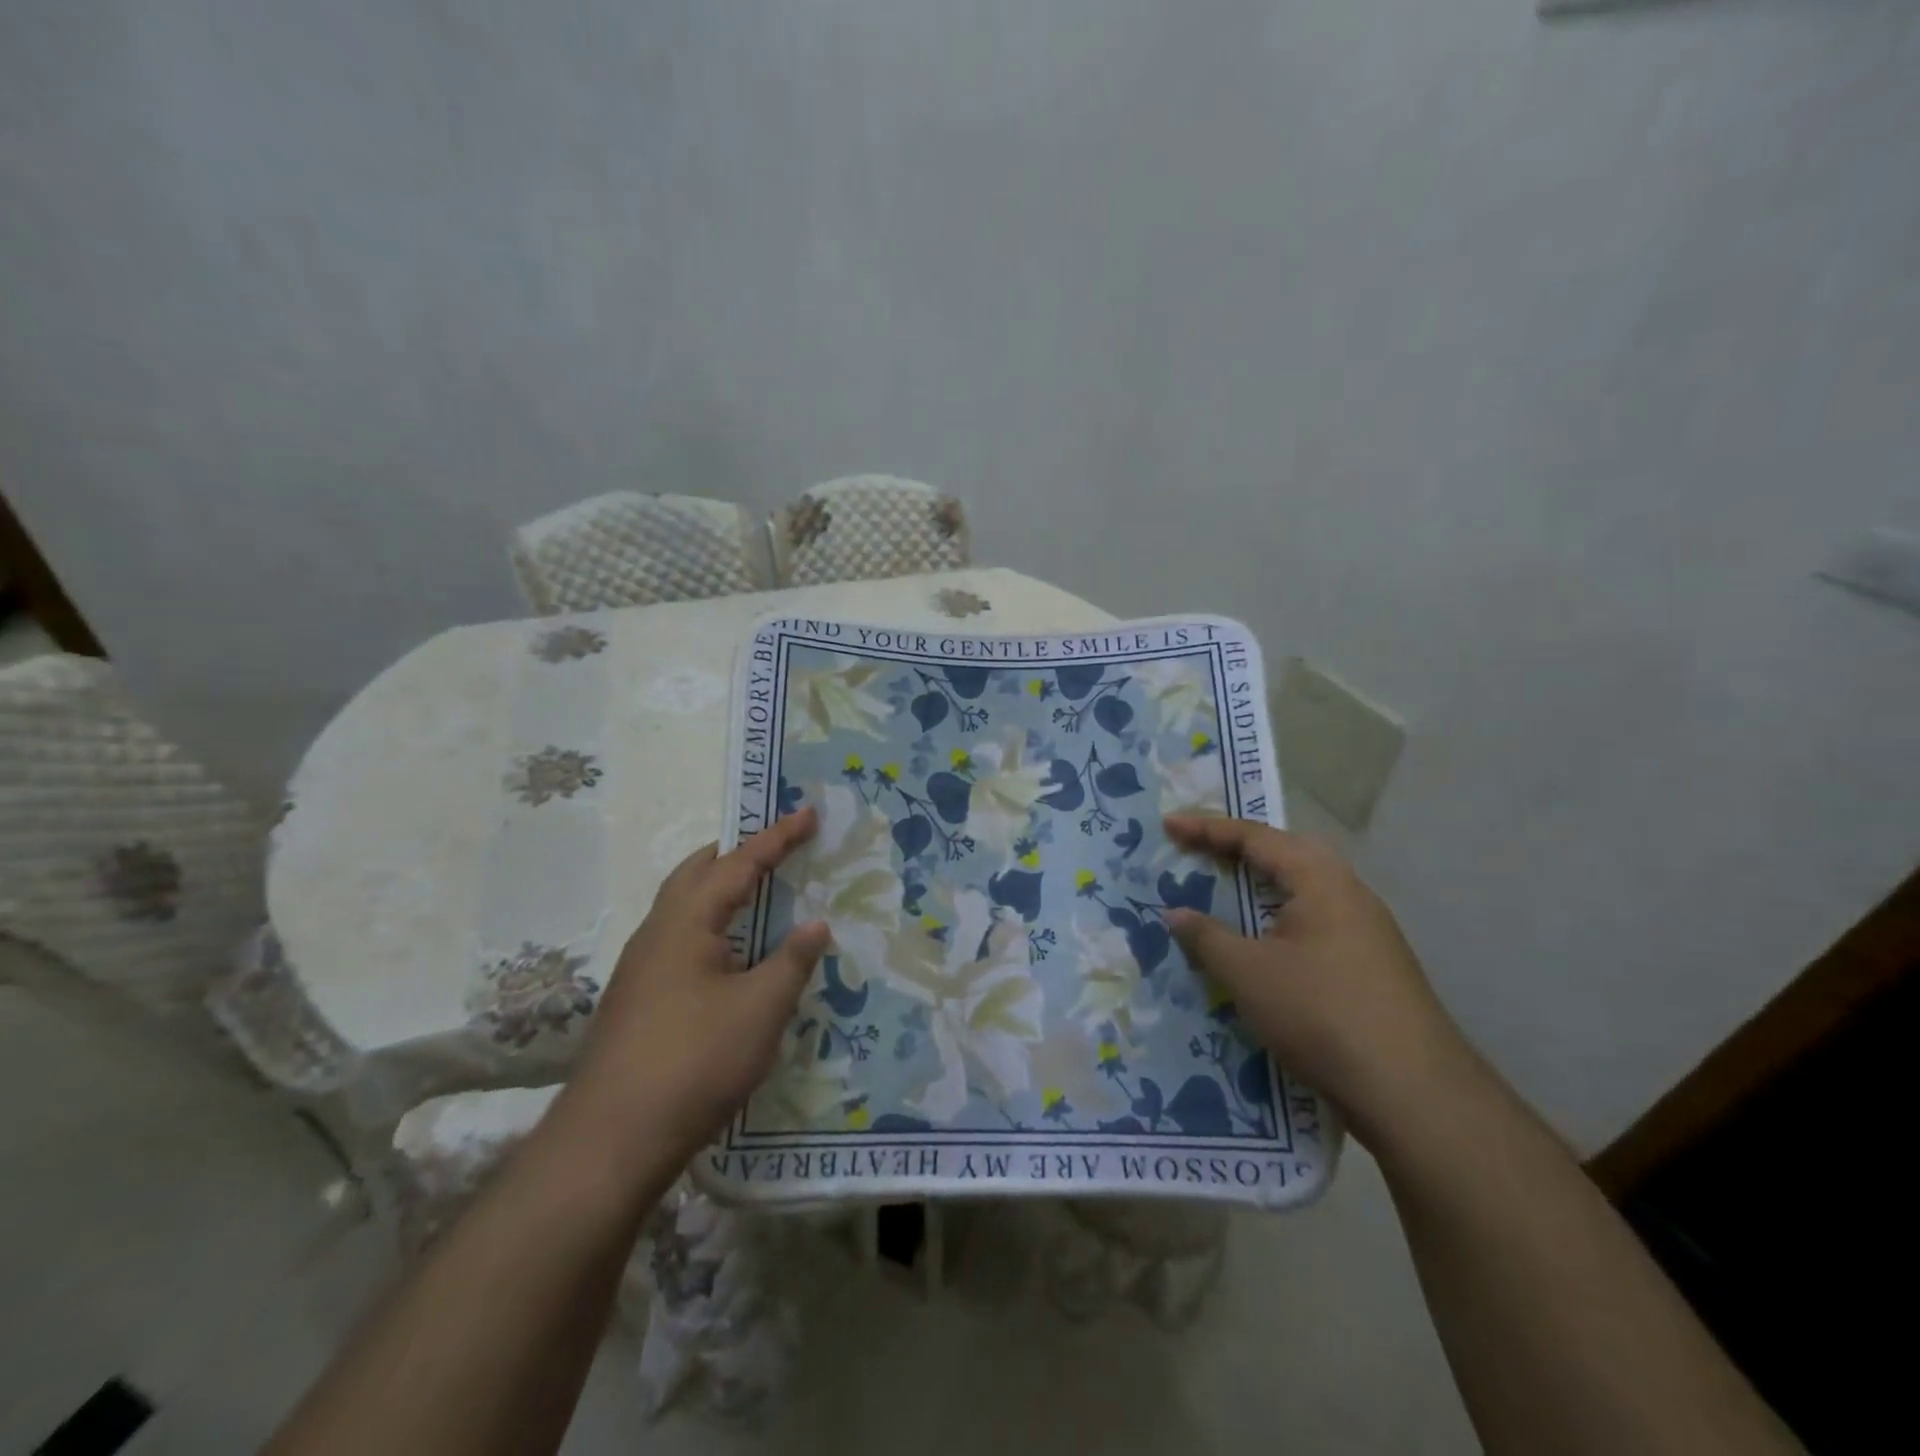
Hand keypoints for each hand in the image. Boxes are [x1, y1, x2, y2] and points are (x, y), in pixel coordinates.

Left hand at [564, 808, 829, 1166]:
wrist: (610, 1141)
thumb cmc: (693, 1061)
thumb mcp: (760, 1008)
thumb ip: (792, 960)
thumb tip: (816, 924)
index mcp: (686, 921)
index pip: (738, 863)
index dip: (777, 837)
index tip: (808, 812)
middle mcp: (657, 932)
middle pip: (698, 873)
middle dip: (739, 853)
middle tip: (779, 847)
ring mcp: (642, 967)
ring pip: (686, 907)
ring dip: (723, 890)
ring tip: (762, 894)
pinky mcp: (640, 998)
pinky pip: (682, 938)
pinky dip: (714, 925)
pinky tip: (734, 955)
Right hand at [1161, 814, 1476, 1147]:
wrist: (1412, 1092)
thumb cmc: (1320, 1013)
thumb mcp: (1247, 973)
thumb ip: (1206, 937)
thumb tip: (1175, 913)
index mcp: (1320, 879)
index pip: (1255, 837)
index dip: (1206, 828)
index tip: (1168, 825)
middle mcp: (1348, 893)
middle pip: (1284, 855)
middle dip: (1237, 849)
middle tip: (1196, 850)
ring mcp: (1365, 930)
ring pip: (1300, 892)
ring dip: (1258, 887)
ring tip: (1222, 892)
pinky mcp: (1370, 965)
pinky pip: (1311, 923)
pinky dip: (1276, 920)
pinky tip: (1260, 945)